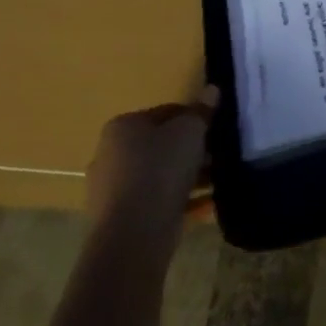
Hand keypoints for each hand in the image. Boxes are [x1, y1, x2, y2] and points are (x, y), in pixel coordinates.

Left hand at [85, 85, 216, 242]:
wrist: (133, 235)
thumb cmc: (161, 169)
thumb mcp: (190, 131)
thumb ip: (201, 111)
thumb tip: (211, 90)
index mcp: (122, 127)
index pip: (165, 113)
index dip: (194, 118)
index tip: (215, 130)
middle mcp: (109, 154)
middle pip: (159, 145)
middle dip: (189, 150)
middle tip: (216, 156)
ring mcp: (110, 189)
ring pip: (158, 174)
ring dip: (186, 176)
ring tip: (215, 181)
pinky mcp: (118, 218)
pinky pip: (154, 201)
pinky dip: (177, 199)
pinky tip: (203, 204)